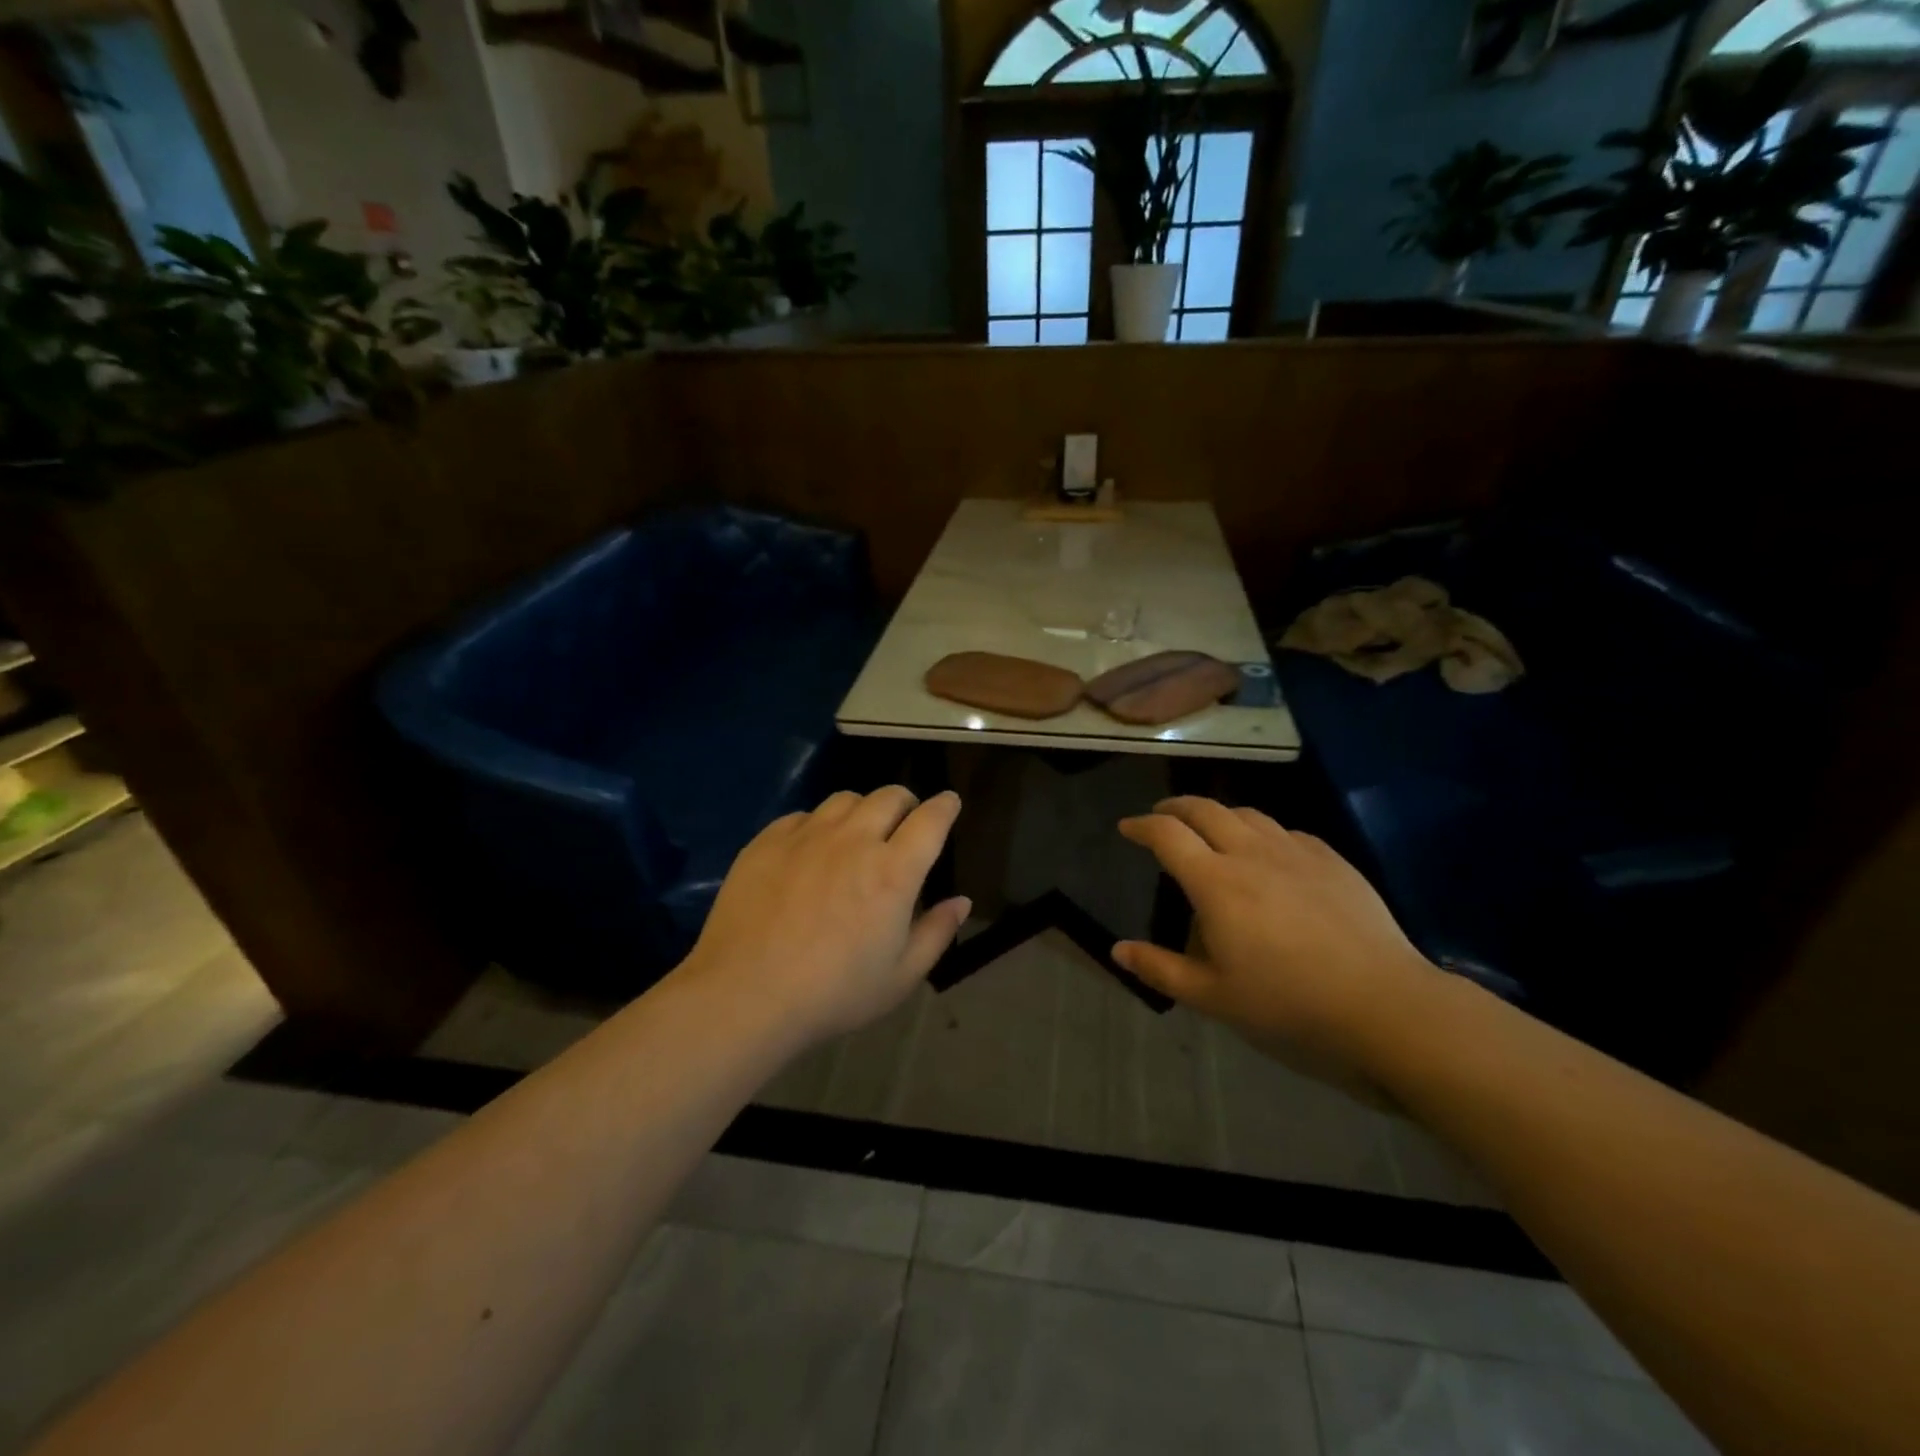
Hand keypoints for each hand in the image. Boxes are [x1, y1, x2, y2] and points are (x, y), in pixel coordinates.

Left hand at [684, 787, 970, 1044]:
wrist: (745, 995)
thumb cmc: (833, 993)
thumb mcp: (900, 977)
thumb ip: (936, 933)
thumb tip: (961, 901)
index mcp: (893, 872)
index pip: (931, 819)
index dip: (945, 805)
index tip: (949, 802)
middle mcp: (854, 840)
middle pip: (889, 796)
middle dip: (906, 802)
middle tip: (905, 822)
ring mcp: (807, 836)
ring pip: (845, 799)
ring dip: (863, 810)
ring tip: (858, 833)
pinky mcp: (768, 841)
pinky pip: (803, 815)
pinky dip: (818, 825)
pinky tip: (811, 850)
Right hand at [1116, 798, 1440, 1083]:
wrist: (1384, 1004)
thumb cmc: (1289, 1004)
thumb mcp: (1213, 997)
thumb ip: (1161, 969)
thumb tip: (1118, 949)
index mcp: (1215, 882)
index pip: (1167, 834)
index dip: (1141, 825)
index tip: (1128, 828)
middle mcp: (1251, 853)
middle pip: (1204, 808)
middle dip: (1175, 807)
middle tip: (1162, 817)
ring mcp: (1295, 852)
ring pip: (1247, 813)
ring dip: (1218, 814)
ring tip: (1210, 830)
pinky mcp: (1331, 860)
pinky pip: (1285, 831)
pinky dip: (1261, 832)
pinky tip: (1268, 854)